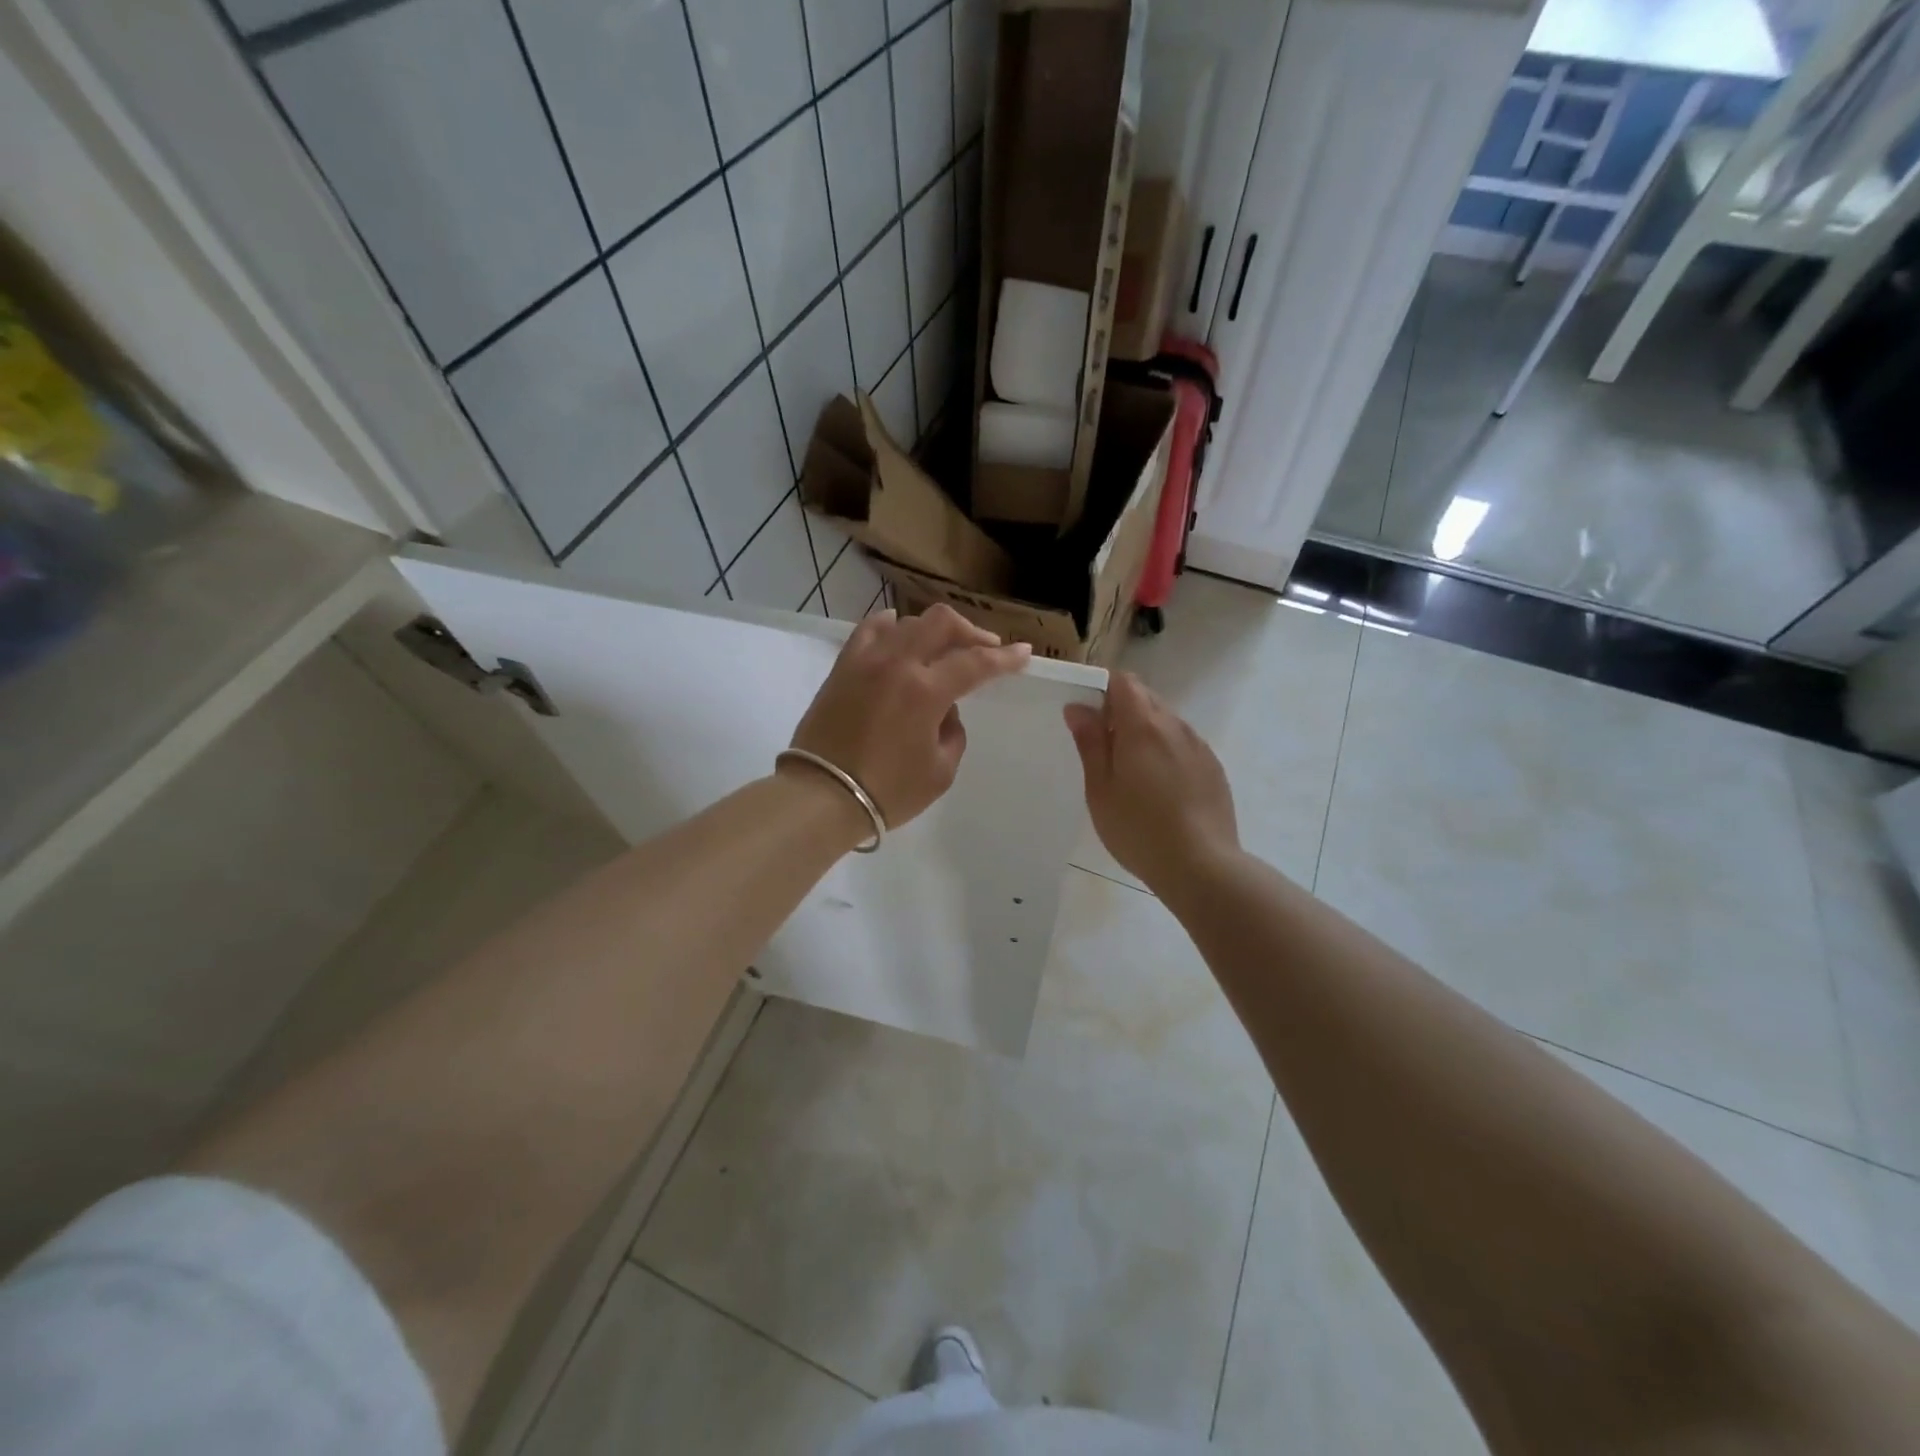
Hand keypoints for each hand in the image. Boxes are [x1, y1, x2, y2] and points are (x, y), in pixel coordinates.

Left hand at [787, 604, 1031, 829]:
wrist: (821, 796)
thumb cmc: (887, 791)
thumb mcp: (940, 771)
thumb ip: (952, 732)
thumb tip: (944, 710)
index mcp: (926, 691)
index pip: (976, 663)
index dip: (1005, 658)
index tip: (1024, 653)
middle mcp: (897, 664)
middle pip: (941, 623)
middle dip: (971, 631)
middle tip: (985, 648)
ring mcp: (865, 661)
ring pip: (907, 622)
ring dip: (933, 630)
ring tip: (943, 647)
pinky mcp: (842, 668)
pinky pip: (868, 630)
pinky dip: (890, 625)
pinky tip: (898, 629)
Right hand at [1064, 672, 1239, 893]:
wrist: (1202, 865)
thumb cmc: (1138, 829)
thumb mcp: (1100, 789)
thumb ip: (1090, 742)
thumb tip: (1077, 707)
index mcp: (1143, 726)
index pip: (1124, 681)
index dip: (1103, 689)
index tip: (1089, 716)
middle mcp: (1175, 726)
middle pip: (1146, 698)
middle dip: (1122, 711)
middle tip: (1104, 749)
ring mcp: (1199, 746)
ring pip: (1167, 722)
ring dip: (1145, 733)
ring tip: (1132, 774)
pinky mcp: (1213, 768)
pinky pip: (1184, 745)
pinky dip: (1166, 752)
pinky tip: (1160, 789)